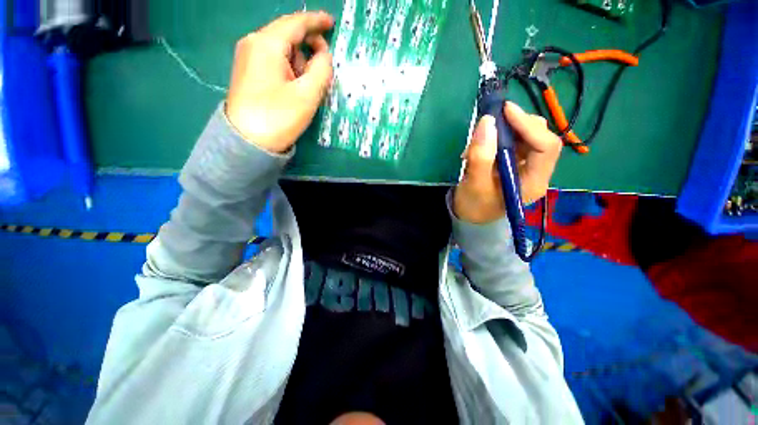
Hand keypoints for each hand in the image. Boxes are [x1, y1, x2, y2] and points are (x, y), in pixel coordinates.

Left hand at [225, 12, 334, 152]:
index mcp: (267, 44)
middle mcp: (254, 43)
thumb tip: (324, 55)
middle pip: (288, 35)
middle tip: (323, 70)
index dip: (316, 21)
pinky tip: (294, 88)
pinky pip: (274, 61)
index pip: (296, 23)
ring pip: (282, 50)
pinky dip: (290, 69)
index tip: (331, 22)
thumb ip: (322, 70)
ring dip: (300, 63)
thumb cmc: (278, 117)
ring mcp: (248, 57)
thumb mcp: (307, 94)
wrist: (246, 141)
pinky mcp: (248, 72)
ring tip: (306, 88)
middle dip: (309, 48)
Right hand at [454, 102, 561, 223]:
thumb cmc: (474, 205)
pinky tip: (484, 143)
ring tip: (483, 136)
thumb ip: (480, 157)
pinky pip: (516, 141)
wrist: (471, 215)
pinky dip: (501, 136)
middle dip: (518, 124)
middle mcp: (537, 172)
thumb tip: (487, 122)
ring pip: (529, 136)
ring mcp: (528, 166)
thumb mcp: (474, 184)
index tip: (505, 110)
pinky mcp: (517, 163)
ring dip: (507, 129)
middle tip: (492, 121)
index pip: (546, 147)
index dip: (528, 125)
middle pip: (541, 137)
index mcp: (533, 182)